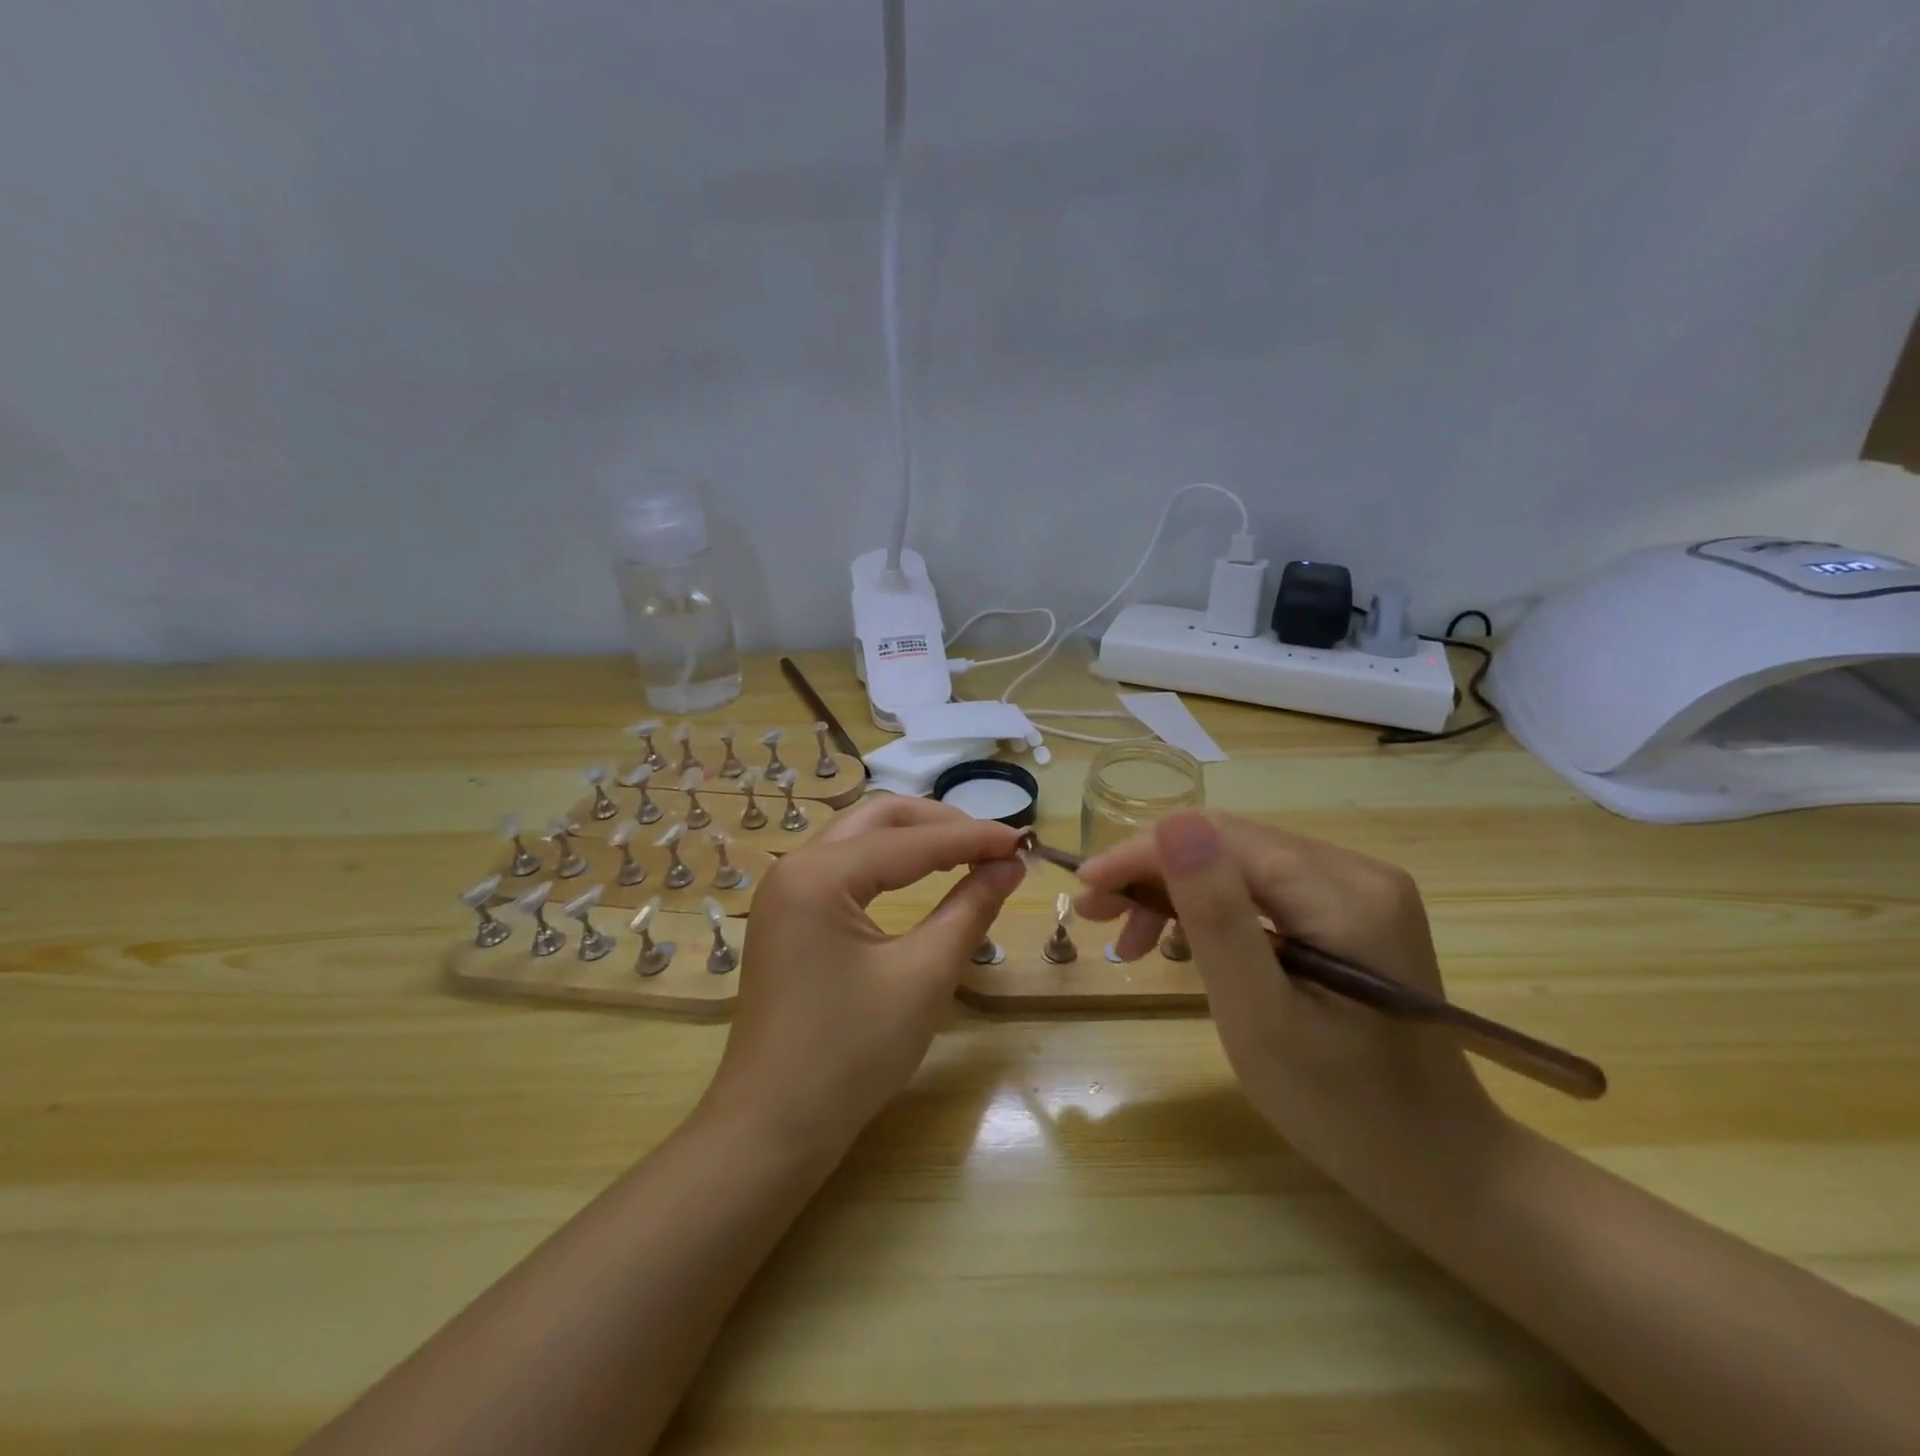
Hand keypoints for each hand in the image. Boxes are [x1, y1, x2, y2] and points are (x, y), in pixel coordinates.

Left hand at [701, 796, 1024, 1153]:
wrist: (772, 1130)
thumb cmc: (850, 1055)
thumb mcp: (923, 977)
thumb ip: (970, 909)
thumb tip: (1010, 865)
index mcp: (819, 874)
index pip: (911, 840)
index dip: (973, 837)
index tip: (1025, 840)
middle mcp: (794, 866)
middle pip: (878, 818)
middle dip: (940, 824)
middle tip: (993, 844)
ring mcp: (785, 891)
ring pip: (859, 838)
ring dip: (914, 838)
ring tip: (967, 853)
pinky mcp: (788, 916)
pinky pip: (845, 867)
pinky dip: (889, 863)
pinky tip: (921, 876)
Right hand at [1075, 811, 1501, 1192]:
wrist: (1439, 1166)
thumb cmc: (1341, 1108)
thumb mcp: (1260, 1017)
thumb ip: (1216, 916)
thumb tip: (1173, 823)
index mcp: (1344, 892)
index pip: (1221, 840)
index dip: (1143, 856)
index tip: (1084, 890)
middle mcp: (1359, 871)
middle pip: (1230, 846)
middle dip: (1154, 875)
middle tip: (1098, 919)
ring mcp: (1360, 889)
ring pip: (1241, 864)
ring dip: (1178, 892)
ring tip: (1133, 942)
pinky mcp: (1353, 911)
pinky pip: (1264, 888)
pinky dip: (1214, 910)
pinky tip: (1186, 941)